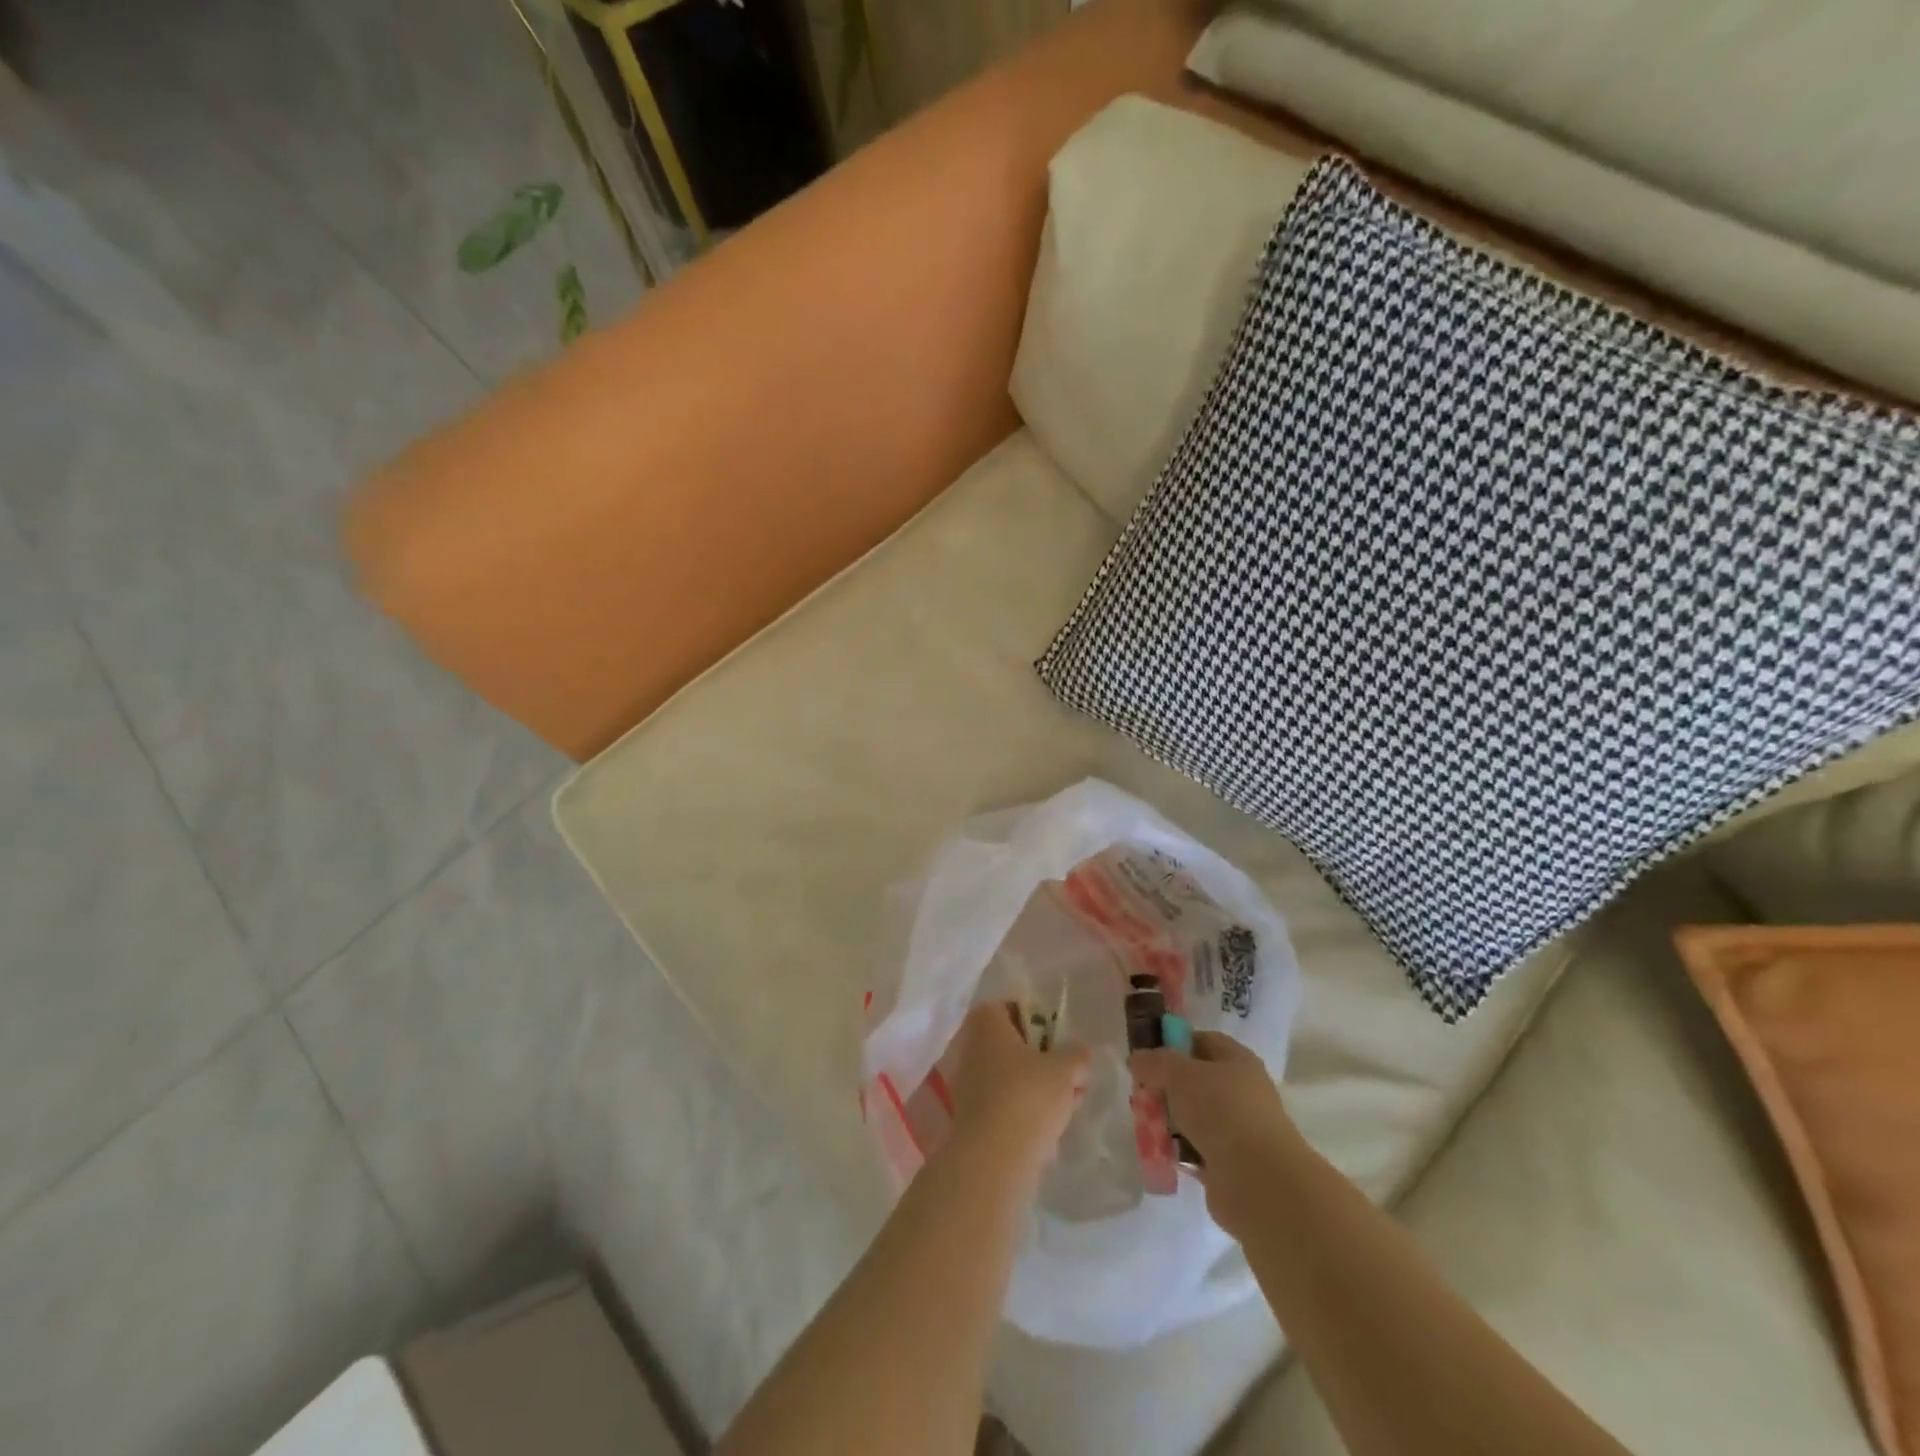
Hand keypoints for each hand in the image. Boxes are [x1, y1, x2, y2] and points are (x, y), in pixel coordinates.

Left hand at [945, 1002, 1090, 1182]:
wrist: (993, 1157)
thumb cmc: (1028, 1095)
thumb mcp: (1065, 1070)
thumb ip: (1076, 1056)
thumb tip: (1080, 1052)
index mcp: (987, 1024)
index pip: (1005, 1007)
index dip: (1031, 1017)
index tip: (1054, 1035)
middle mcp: (970, 1047)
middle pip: (1008, 1043)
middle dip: (1038, 1055)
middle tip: (1065, 1070)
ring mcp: (967, 1083)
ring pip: (1007, 1074)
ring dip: (1034, 1083)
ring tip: (1067, 1100)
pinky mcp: (970, 1116)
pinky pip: (1002, 1101)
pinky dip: (1023, 1106)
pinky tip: (1050, 1123)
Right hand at [1131, 1030, 1298, 1236]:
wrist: (1257, 1181)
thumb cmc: (1220, 1110)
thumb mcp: (1177, 1073)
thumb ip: (1153, 1061)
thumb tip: (1138, 1060)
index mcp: (1237, 1060)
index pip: (1202, 1041)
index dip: (1173, 1044)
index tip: (1146, 1058)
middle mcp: (1241, 1091)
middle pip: (1194, 1081)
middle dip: (1165, 1087)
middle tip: (1140, 1095)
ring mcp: (1238, 1129)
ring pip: (1193, 1116)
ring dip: (1169, 1121)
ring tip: (1146, 1127)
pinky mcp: (1231, 1163)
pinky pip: (1196, 1149)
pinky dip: (1179, 1150)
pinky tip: (1161, 1152)